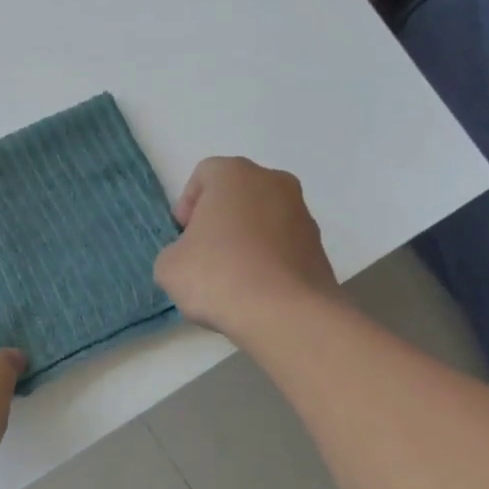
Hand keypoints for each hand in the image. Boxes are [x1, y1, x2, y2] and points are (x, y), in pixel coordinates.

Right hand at [154, 157, 337, 340]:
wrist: (286, 314)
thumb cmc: (219, 276)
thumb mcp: (168, 266)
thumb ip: (175, 252)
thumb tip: (192, 258)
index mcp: (234, 174)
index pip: (204, 175)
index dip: (187, 205)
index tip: (183, 237)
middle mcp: (274, 182)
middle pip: (237, 195)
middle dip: (219, 220)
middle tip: (204, 255)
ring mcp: (303, 214)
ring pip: (263, 220)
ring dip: (246, 240)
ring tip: (232, 279)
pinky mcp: (320, 247)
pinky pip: (283, 246)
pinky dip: (268, 261)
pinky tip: (256, 291)